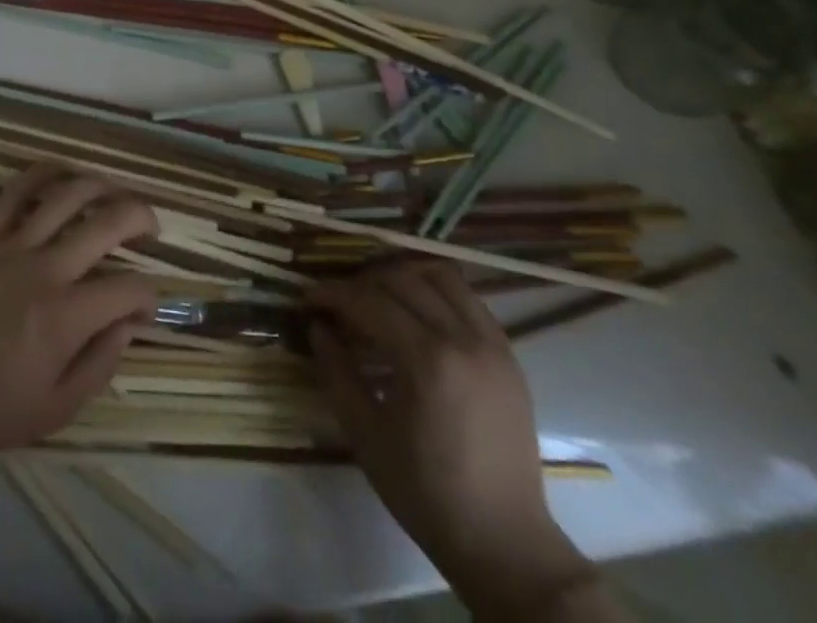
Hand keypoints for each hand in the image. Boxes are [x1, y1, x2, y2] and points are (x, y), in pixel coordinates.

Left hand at [0, 167, 159, 465]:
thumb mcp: (55, 410)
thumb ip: (100, 365)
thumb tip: (129, 325)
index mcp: (66, 317)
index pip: (128, 288)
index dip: (149, 294)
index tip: (147, 307)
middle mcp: (46, 269)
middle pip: (107, 223)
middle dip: (140, 217)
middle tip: (151, 227)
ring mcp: (13, 245)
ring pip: (66, 195)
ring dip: (100, 185)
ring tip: (115, 191)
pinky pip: (16, 191)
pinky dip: (41, 173)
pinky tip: (61, 171)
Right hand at [310, 263, 596, 613]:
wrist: (504, 542)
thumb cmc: (425, 492)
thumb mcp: (365, 434)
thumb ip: (336, 371)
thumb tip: (317, 326)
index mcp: (426, 361)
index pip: (368, 300)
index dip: (331, 294)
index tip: (307, 300)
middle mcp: (462, 339)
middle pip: (401, 279)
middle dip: (361, 283)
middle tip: (338, 304)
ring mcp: (492, 343)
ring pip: (440, 276)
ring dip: (402, 276)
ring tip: (379, 297)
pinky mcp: (509, 354)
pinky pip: (468, 299)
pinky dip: (436, 291)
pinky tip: (417, 314)